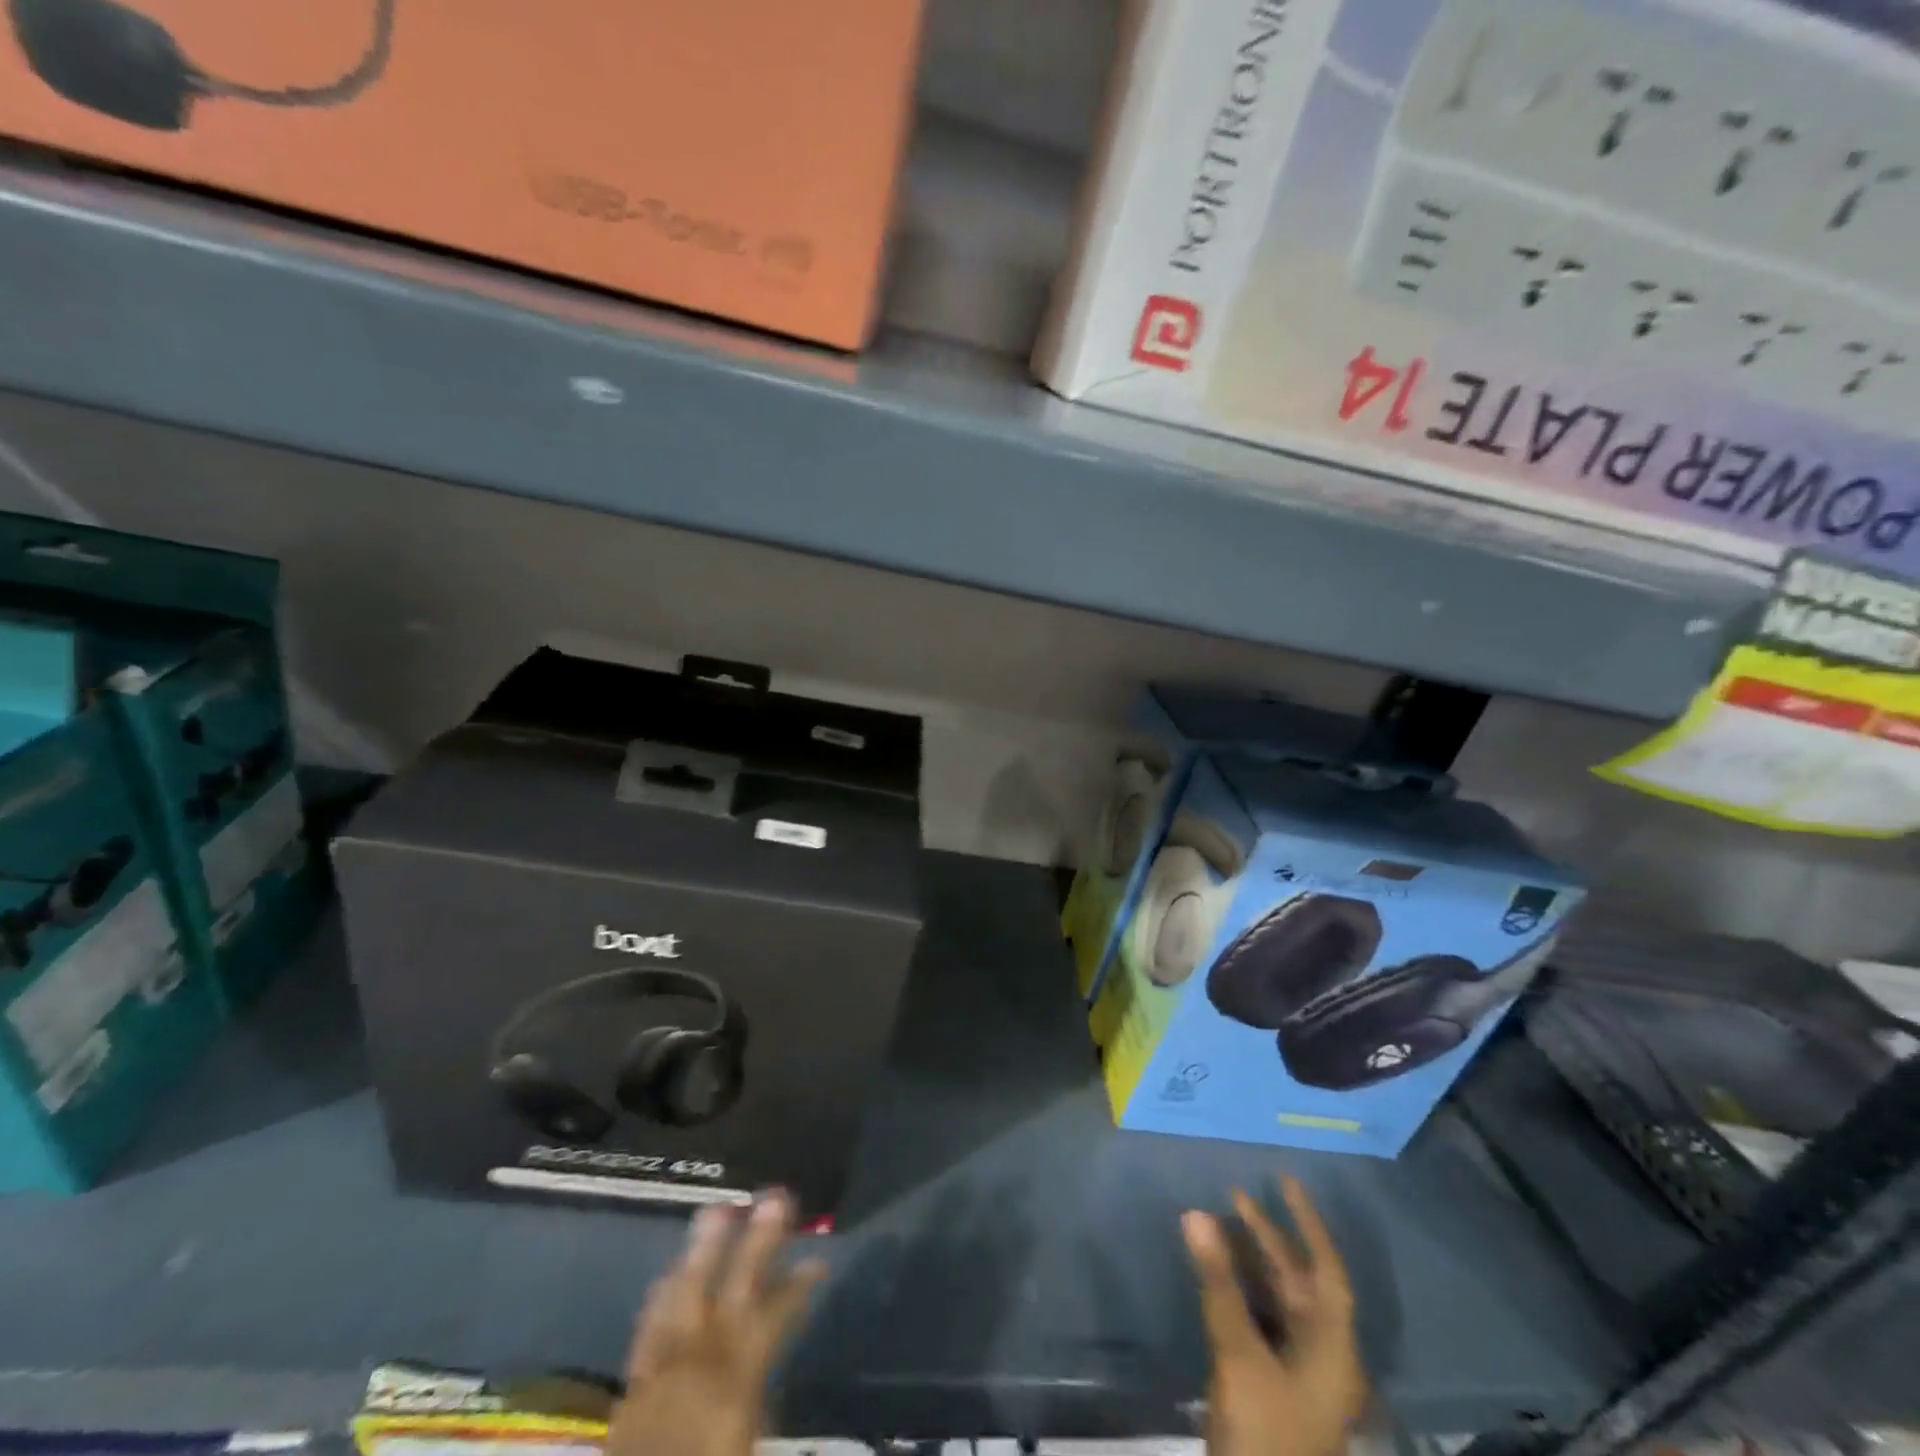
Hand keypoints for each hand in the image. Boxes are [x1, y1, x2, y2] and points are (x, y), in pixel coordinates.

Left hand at [606, 1193, 826, 1455]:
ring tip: (718, 1208)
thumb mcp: (746, 1444)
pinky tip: (669, 1274)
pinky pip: (649, 1327)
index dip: (798, 1287)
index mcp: (738, 1380)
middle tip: (776, 1196)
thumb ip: (763, 1404)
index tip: (818, 1261)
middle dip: (757, 1241)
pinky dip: (663, 1294)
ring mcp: (663, 1368)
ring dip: (703, 1250)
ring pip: (686, 1294)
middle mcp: (703, 1360)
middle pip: (733, 1289)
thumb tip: (774, 1372)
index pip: (775, 1317)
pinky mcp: (633, 1385)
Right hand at [1184, 1177, 1368, 1455]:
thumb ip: (1218, 1283)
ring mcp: (1297, 1375)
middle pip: (1299, 1283)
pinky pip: (1260, 1320)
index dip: (1308, 1223)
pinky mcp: (1272, 1387)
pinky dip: (1240, 1291)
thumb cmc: (1264, 1437)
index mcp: (1333, 1350)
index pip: (1326, 1270)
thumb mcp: (1239, 1356)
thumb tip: (1197, 1213)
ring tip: (1219, 1223)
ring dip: (1251, 1262)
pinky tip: (1215, 1274)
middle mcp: (1322, 1356)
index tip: (1284, 1180)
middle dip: (1268, 1238)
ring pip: (1277, 1301)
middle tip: (1234, 1194)